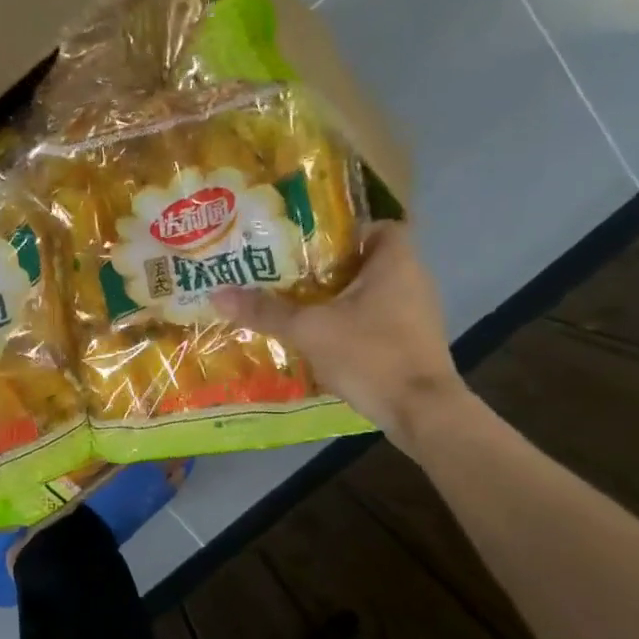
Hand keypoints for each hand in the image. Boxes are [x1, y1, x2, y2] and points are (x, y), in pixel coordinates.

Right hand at [213, 222, 467, 450]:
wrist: (421, 412)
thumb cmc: (371, 355)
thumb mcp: (310, 330)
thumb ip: (266, 311)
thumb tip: (217, 294)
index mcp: (395, 261)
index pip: (374, 226)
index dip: (342, 231)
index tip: (306, 245)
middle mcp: (413, 279)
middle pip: (366, 261)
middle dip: (329, 268)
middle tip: (288, 274)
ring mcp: (417, 313)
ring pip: (370, 293)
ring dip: (338, 298)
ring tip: (296, 305)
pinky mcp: (413, 343)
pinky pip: (377, 320)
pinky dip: (351, 324)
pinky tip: (320, 338)